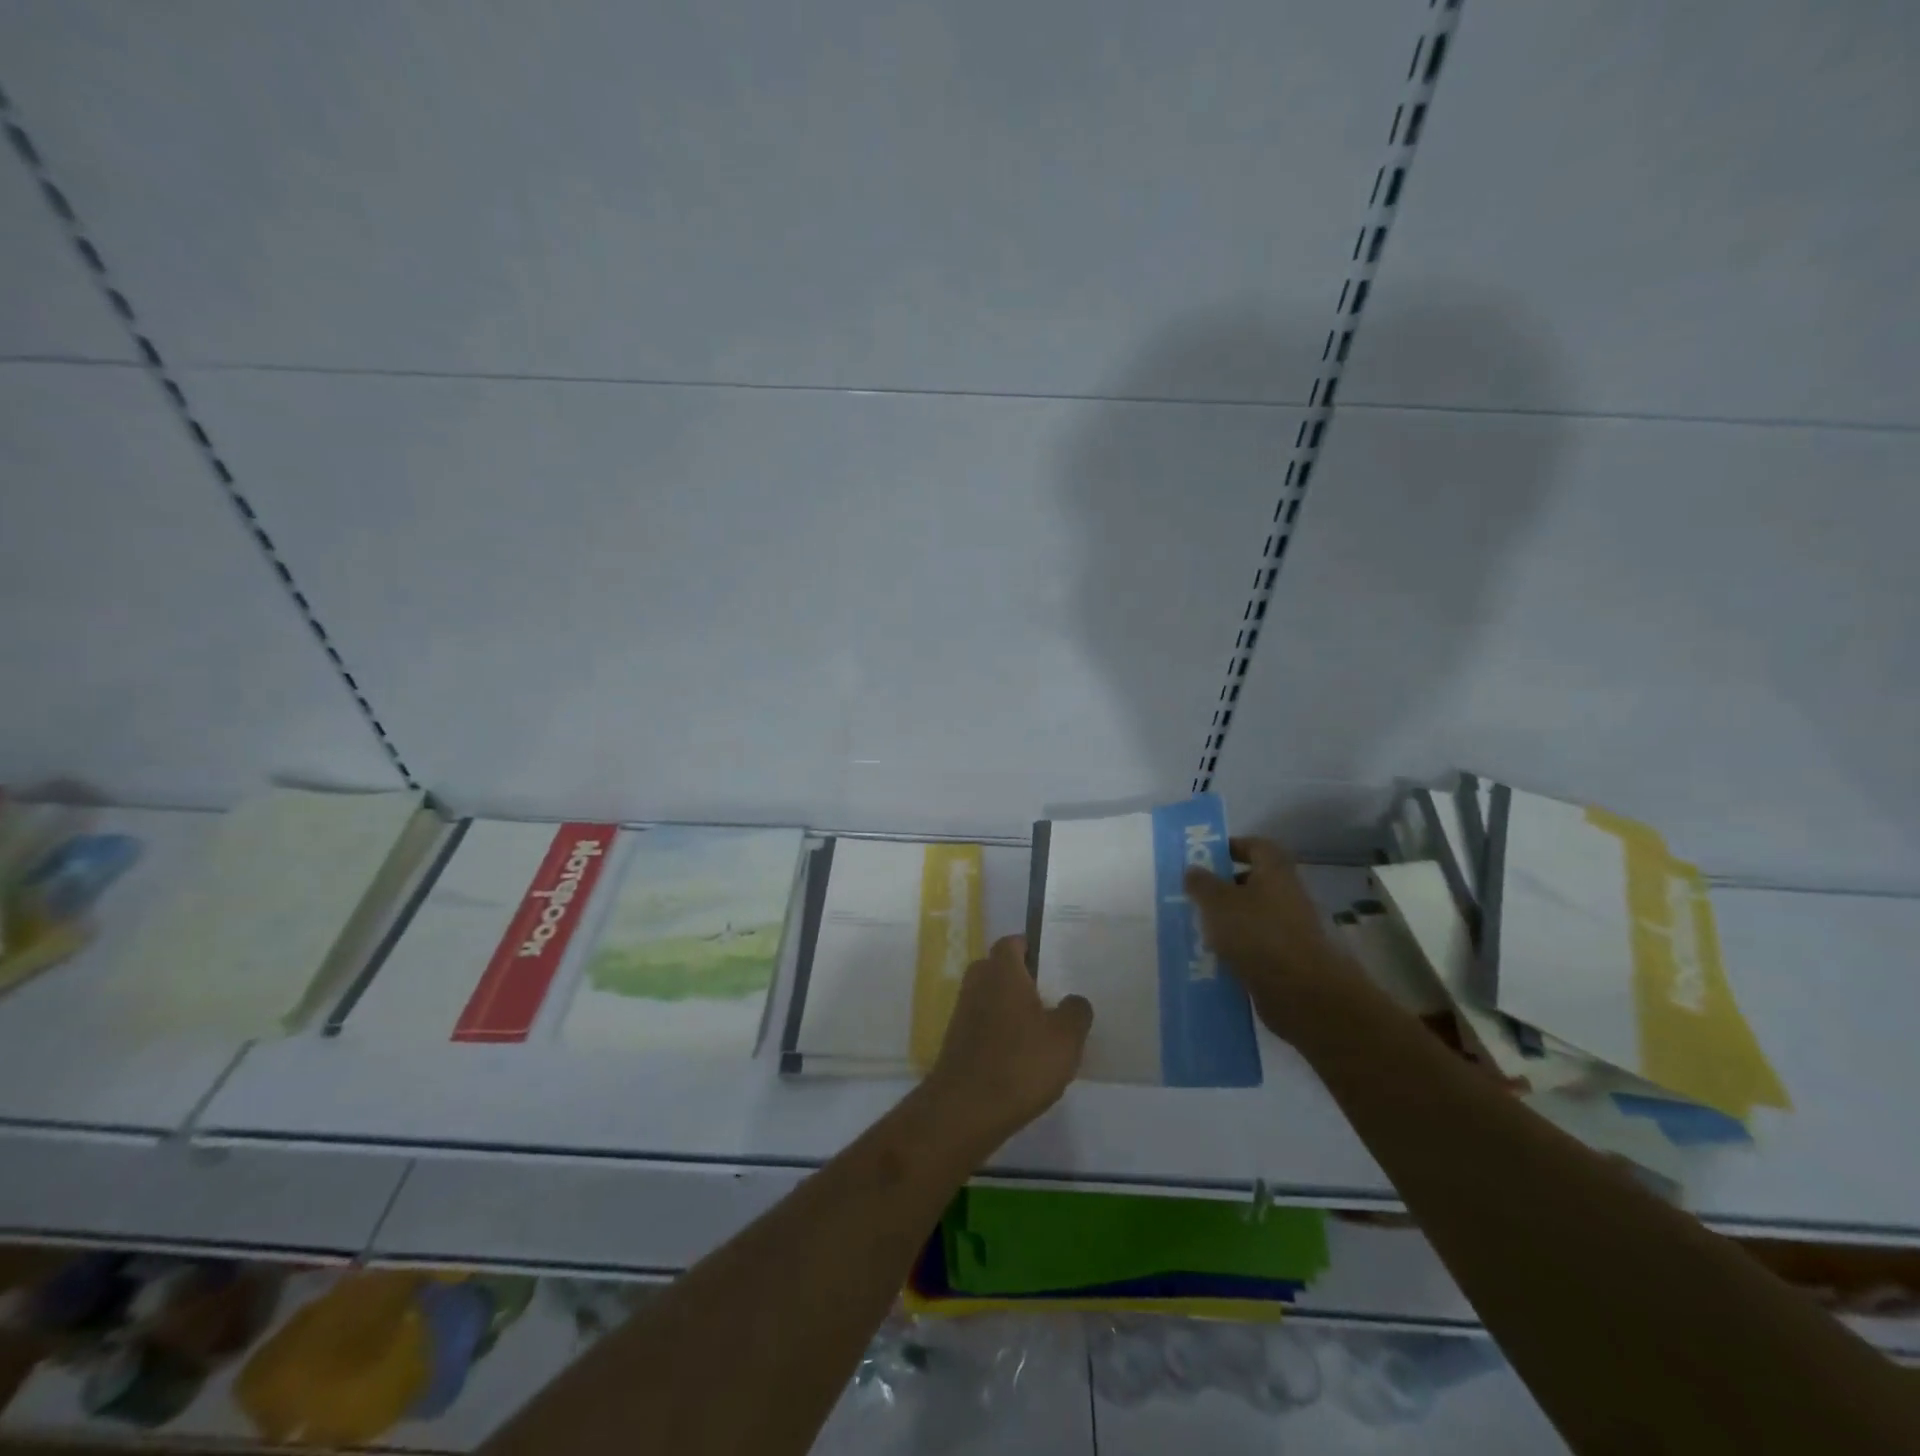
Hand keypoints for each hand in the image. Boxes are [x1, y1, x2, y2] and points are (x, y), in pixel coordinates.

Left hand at [925, 935, 1092, 1149]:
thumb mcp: (1066, 1038)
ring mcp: (962, 1012)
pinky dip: (1000, 1032)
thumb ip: (1076, 1011)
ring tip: (1042, 1032)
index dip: (1032, 948)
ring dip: (1011, 1009)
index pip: (1013, 942)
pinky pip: (984, 1024)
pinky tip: (1022, 1058)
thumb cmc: (1020, 1063)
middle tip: (1053, 997)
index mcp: (1002, 971)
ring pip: (991, 998)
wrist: (965, 1109)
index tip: (1054, 965)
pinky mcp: (957, 1041)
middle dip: (1023, 980)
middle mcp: (977, 983)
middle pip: (1000, 969)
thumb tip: (1074, 1000)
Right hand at [1184, 837, 1356, 1042]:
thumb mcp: (1217, 902)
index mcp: (1275, 871)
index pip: (1256, 846)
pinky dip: (1237, 948)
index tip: (1206, 857)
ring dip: (1228, 920)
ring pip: (1253, 915)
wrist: (1301, 992)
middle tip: (1196, 895)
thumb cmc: (1256, 933)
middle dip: (1224, 887)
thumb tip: (1193, 869)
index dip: (1232, 847)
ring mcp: (1290, 928)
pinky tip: (1214, 958)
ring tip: (1198, 928)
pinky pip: (1256, 944)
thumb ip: (1201, 883)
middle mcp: (1287, 894)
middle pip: (1254, 882)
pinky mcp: (1288, 959)